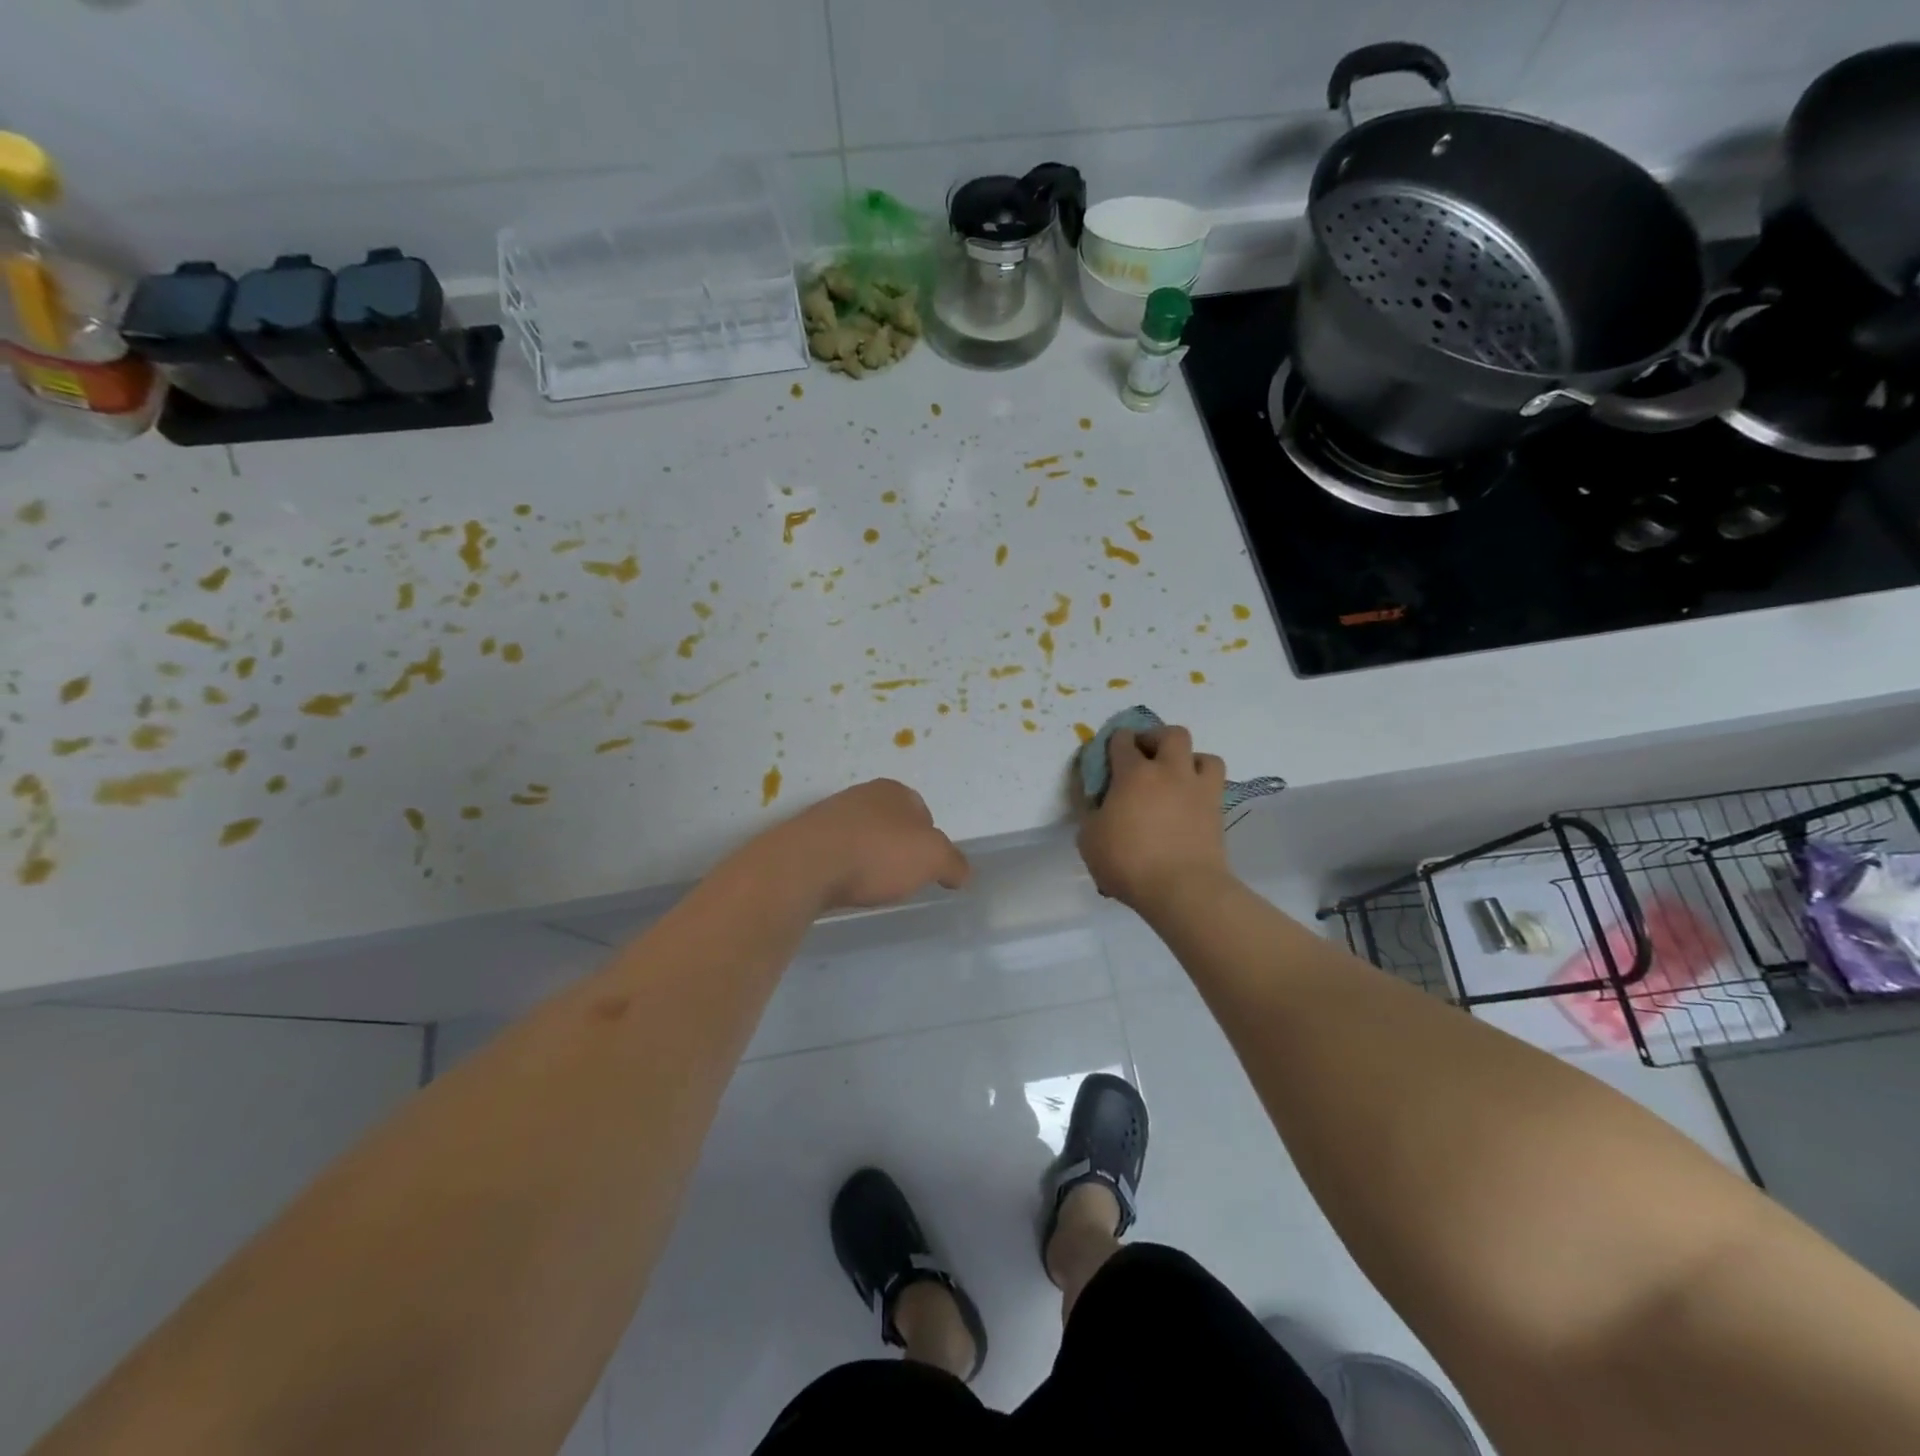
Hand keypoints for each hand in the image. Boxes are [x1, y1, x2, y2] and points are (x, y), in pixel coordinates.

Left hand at [775, 778, 971, 911]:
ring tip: (870, 886)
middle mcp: (862, 794)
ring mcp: (830, 814)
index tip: (927, 868)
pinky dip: (843, 867)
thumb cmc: (877, 853)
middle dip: (897, 848)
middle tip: (900, 878)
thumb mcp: (933, 858)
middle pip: (891, 824)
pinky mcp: (805, 838)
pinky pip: (836, 852)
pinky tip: (843, 885)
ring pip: (862, 837)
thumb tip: (961, 872)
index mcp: (895, 790)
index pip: (923, 813)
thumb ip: (954, 863)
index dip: (930, 841)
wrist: (806, 864)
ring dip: (868, 858)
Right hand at [1076, 726, 1231, 911]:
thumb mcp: (1089, 839)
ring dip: (1189, 761)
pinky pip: (1214, 787)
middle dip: (1156, 738)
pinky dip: (1202, 788)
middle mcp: (1170, 772)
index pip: (1123, 741)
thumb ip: (1091, 814)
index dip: (1115, 742)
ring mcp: (1199, 791)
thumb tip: (1097, 804)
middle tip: (1145, 756)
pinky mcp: (1218, 813)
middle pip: (1172, 734)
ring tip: (1176, 778)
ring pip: (1204, 757)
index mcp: (1134, 774)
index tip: (1109, 754)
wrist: (1183, 889)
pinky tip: (1189, 804)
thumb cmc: (1128, 862)